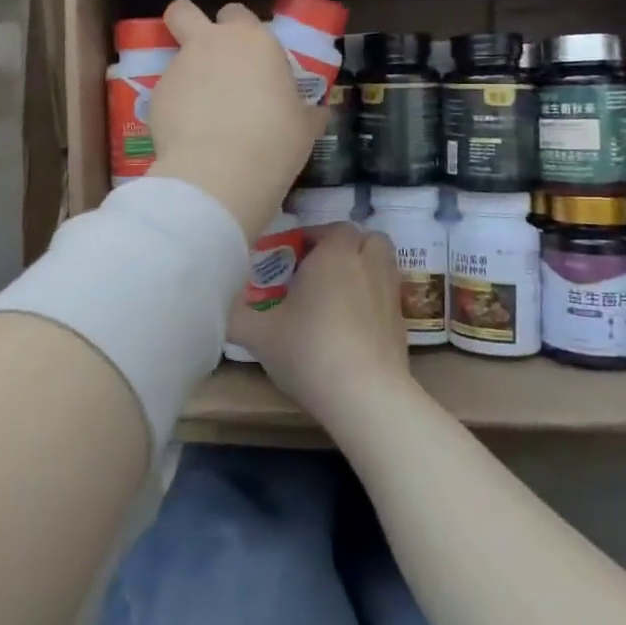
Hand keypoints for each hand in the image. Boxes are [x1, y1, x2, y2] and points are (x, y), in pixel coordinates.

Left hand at [146, 0, 325, 240]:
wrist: (219, 174)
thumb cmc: (274, 142)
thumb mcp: (304, 126)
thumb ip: (305, 110)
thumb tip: (315, 113)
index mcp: (252, 40)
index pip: (237, 12)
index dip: (239, 29)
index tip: (249, 54)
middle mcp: (210, 44)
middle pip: (183, 11)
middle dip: (188, 24)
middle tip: (206, 56)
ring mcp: (177, 68)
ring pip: (175, 59)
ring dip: (187, 77)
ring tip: (202, 116)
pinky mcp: (155, 97)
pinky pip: (166, 95)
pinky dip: (175, 109)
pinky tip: (189, 138)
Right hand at [228, 225, 413, 429]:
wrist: (366, 396)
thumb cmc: (310, 350)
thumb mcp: (259, 334)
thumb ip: (236, 315)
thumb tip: (223, 307)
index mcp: (335, 254)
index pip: (332, 228)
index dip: (312, 237)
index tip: (290, 258)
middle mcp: (368, 265)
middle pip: (366, 239)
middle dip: (345, 247)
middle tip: (319, 270)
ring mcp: (390, 294)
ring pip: (382, 264)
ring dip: (363, 269)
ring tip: (337, 294)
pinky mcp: (402, 323)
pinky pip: (387, 296)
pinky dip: (372, 299)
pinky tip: (352, 326)